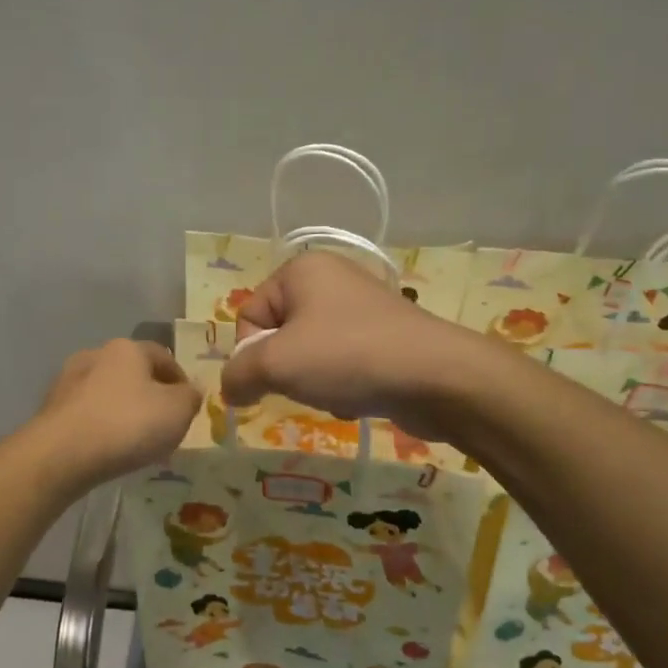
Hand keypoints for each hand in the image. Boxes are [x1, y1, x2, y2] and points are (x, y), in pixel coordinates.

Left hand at [37, 338, 201, 490]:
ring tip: (136, 442)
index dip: (181, 380)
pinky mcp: (51, 409)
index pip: (163, 356)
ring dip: (124, 412)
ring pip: (108, 394)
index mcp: (127, 348)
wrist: (61, 455)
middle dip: (150, 397)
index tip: (189, 407)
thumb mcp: (178, 411)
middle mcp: (95, 355)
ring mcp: (68, 381)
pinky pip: (88, 414)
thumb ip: (191, 397)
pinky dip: (102, 426)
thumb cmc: (127, 424)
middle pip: (133, 374)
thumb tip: (189, 392)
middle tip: (164, 426)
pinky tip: (109, 449)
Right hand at [221, 251, 487, 439]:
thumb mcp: (276, 363)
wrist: (437, 377)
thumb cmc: (348, 356)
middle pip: (279, 336)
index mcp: (301, 270)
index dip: (252, 353)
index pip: (249, 315)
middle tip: (306, 384)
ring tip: (337, 393)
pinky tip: (359, 398)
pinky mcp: (384, 337)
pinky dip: (341, 385)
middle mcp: (331, 279)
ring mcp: (361, 308)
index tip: (273, 376)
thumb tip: (230, 390)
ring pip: (309, 355)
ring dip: (313, 382)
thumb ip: (238, 374)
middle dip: (286, 370)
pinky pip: (341, 364)